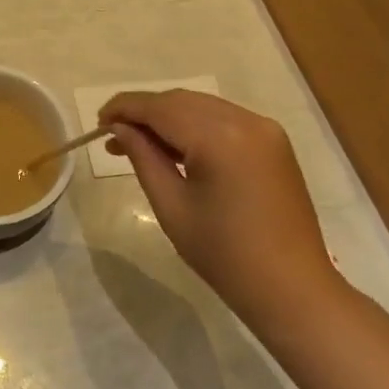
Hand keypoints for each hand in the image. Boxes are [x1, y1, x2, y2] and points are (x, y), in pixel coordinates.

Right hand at [99, 90, 341, 324]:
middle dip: (144, 112)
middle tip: (112, 137)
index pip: (160, 107)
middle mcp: (246, 121)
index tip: (97, 123)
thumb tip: (119, 128)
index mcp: (220, 137)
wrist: (291, 288)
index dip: (124, 108)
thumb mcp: (171, 206)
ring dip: (168, 118)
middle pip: (181, 100)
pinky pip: (224, 120)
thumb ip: (143, 157)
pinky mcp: (273, 142)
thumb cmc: (224, 254)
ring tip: (138, 144)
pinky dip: (195, 126)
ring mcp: (265, 129)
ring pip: (202, 107)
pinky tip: (176, 148)